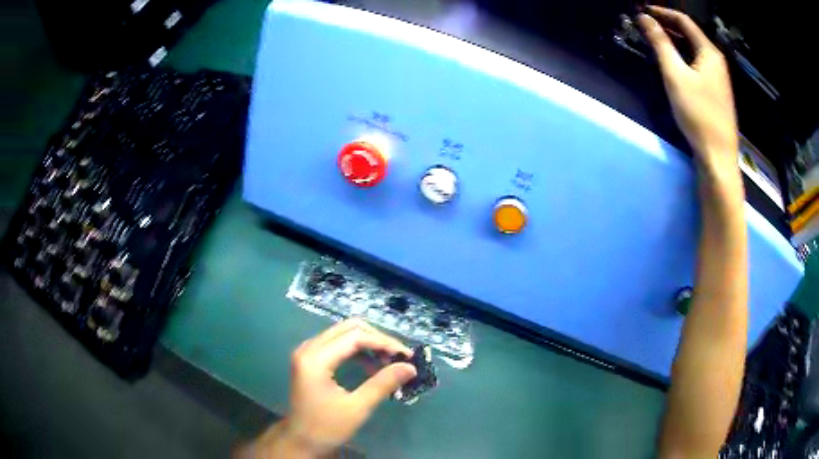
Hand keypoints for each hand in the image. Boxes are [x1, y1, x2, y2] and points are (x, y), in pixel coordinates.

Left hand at [241, 319, 415, 457]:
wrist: (301, 441)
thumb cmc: (326, 427)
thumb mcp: (357, 408)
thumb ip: (383, 383)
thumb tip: (410, 367)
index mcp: (315, 359)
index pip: (354, 337)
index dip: (383, 342)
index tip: (407, 355)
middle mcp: (308, 348)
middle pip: (348, 328)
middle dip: (377, 339)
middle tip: (398, 357)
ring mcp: (308, 352)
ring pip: (343, 334)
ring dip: (368, 344)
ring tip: (388, 363)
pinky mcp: (311, 359)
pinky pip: (337, 344)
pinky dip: (357, 351)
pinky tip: (371, 366)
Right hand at [638, 6, 737, 165]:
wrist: (718, 156)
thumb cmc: (698, 114)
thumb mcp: (675, 75)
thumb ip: (660, 43)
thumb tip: (644, 18)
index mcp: (709, 52)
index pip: (684, 21)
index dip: (662, 12)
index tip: (643, 11)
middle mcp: (717, 61)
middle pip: (690, 34)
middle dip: (668, 26)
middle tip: (646, 25)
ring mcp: (719, 78)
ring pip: (694, 50)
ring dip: (675, 42)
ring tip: (656, 41)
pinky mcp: (717, 92)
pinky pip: (698, 64)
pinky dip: (684, 57)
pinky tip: (674, 64)